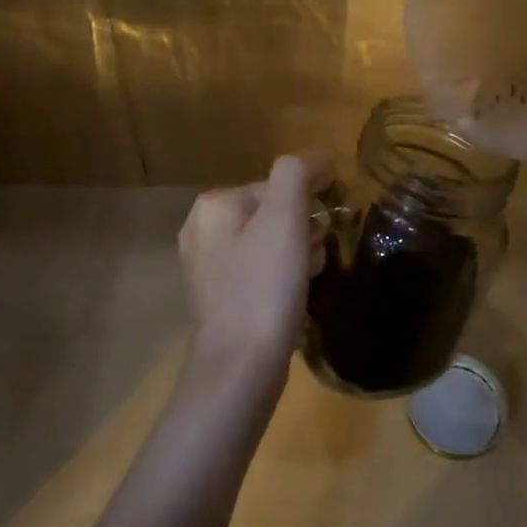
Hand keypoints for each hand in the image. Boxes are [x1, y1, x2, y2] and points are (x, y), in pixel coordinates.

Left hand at [177, 155, 312, 388]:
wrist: (240, 368)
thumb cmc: (265, 286)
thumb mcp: (285, 218)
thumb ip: (297, 174)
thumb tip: (317, 158)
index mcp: (213, 206)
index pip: (276, 185)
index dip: (308, 204)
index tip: (326, 230)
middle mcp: (201, 232)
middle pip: (272, 215)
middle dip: (302, 232)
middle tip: (316, 259)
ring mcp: (207, 269)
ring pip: (268, 245)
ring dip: (297, 255)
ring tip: (308, 280)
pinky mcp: (218, 301)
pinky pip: (260, 274)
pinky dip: (282, 280)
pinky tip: (295, 299)